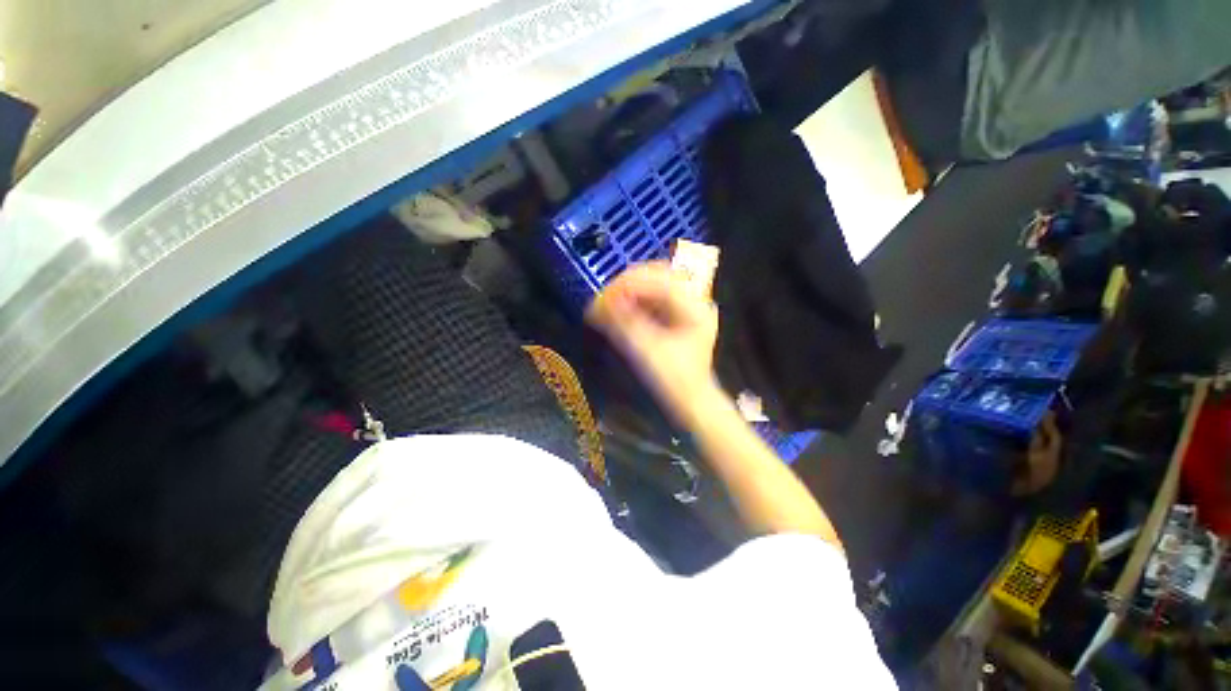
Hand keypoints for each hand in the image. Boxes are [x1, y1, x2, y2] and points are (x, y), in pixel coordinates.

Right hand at [586, 261, 719, 420]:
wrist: (692, 401)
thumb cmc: (675, 380)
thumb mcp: (647, 351)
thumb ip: (624, 323)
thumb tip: (599, 303)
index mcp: (695, 306)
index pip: (658, 279)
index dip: (627, 284)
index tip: (602, 297)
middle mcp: (694, 299)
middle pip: (656, 275)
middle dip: (626, 285)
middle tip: (602, 299)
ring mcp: (687, 305)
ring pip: (653, 284)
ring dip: (628, 291)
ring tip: (606, 304)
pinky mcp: (677, 314)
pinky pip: (652, 297)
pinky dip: (634, 301)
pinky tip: (619, 310)